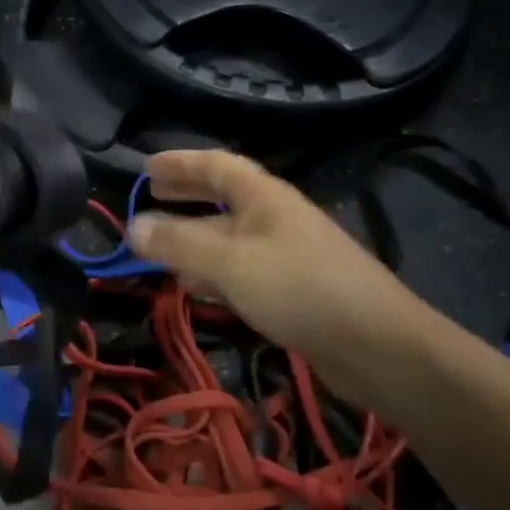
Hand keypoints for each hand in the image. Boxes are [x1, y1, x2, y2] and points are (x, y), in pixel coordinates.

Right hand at [128, 149, 437, 405]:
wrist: (379, 347)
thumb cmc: (300, 289)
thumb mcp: (230, 263)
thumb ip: (178, 245)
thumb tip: (131, 227)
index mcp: (263, 198)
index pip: (216, 165)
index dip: (180, 162)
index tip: (146, 167)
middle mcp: (273, 219)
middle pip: (222, 197)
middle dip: (186, 194)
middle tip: (150, 195)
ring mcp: (283, 255)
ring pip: (228, 238)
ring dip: (193, 238)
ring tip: (157, 245)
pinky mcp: (289, 291)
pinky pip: (239, 271)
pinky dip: (211, 272)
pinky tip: (194, 288)